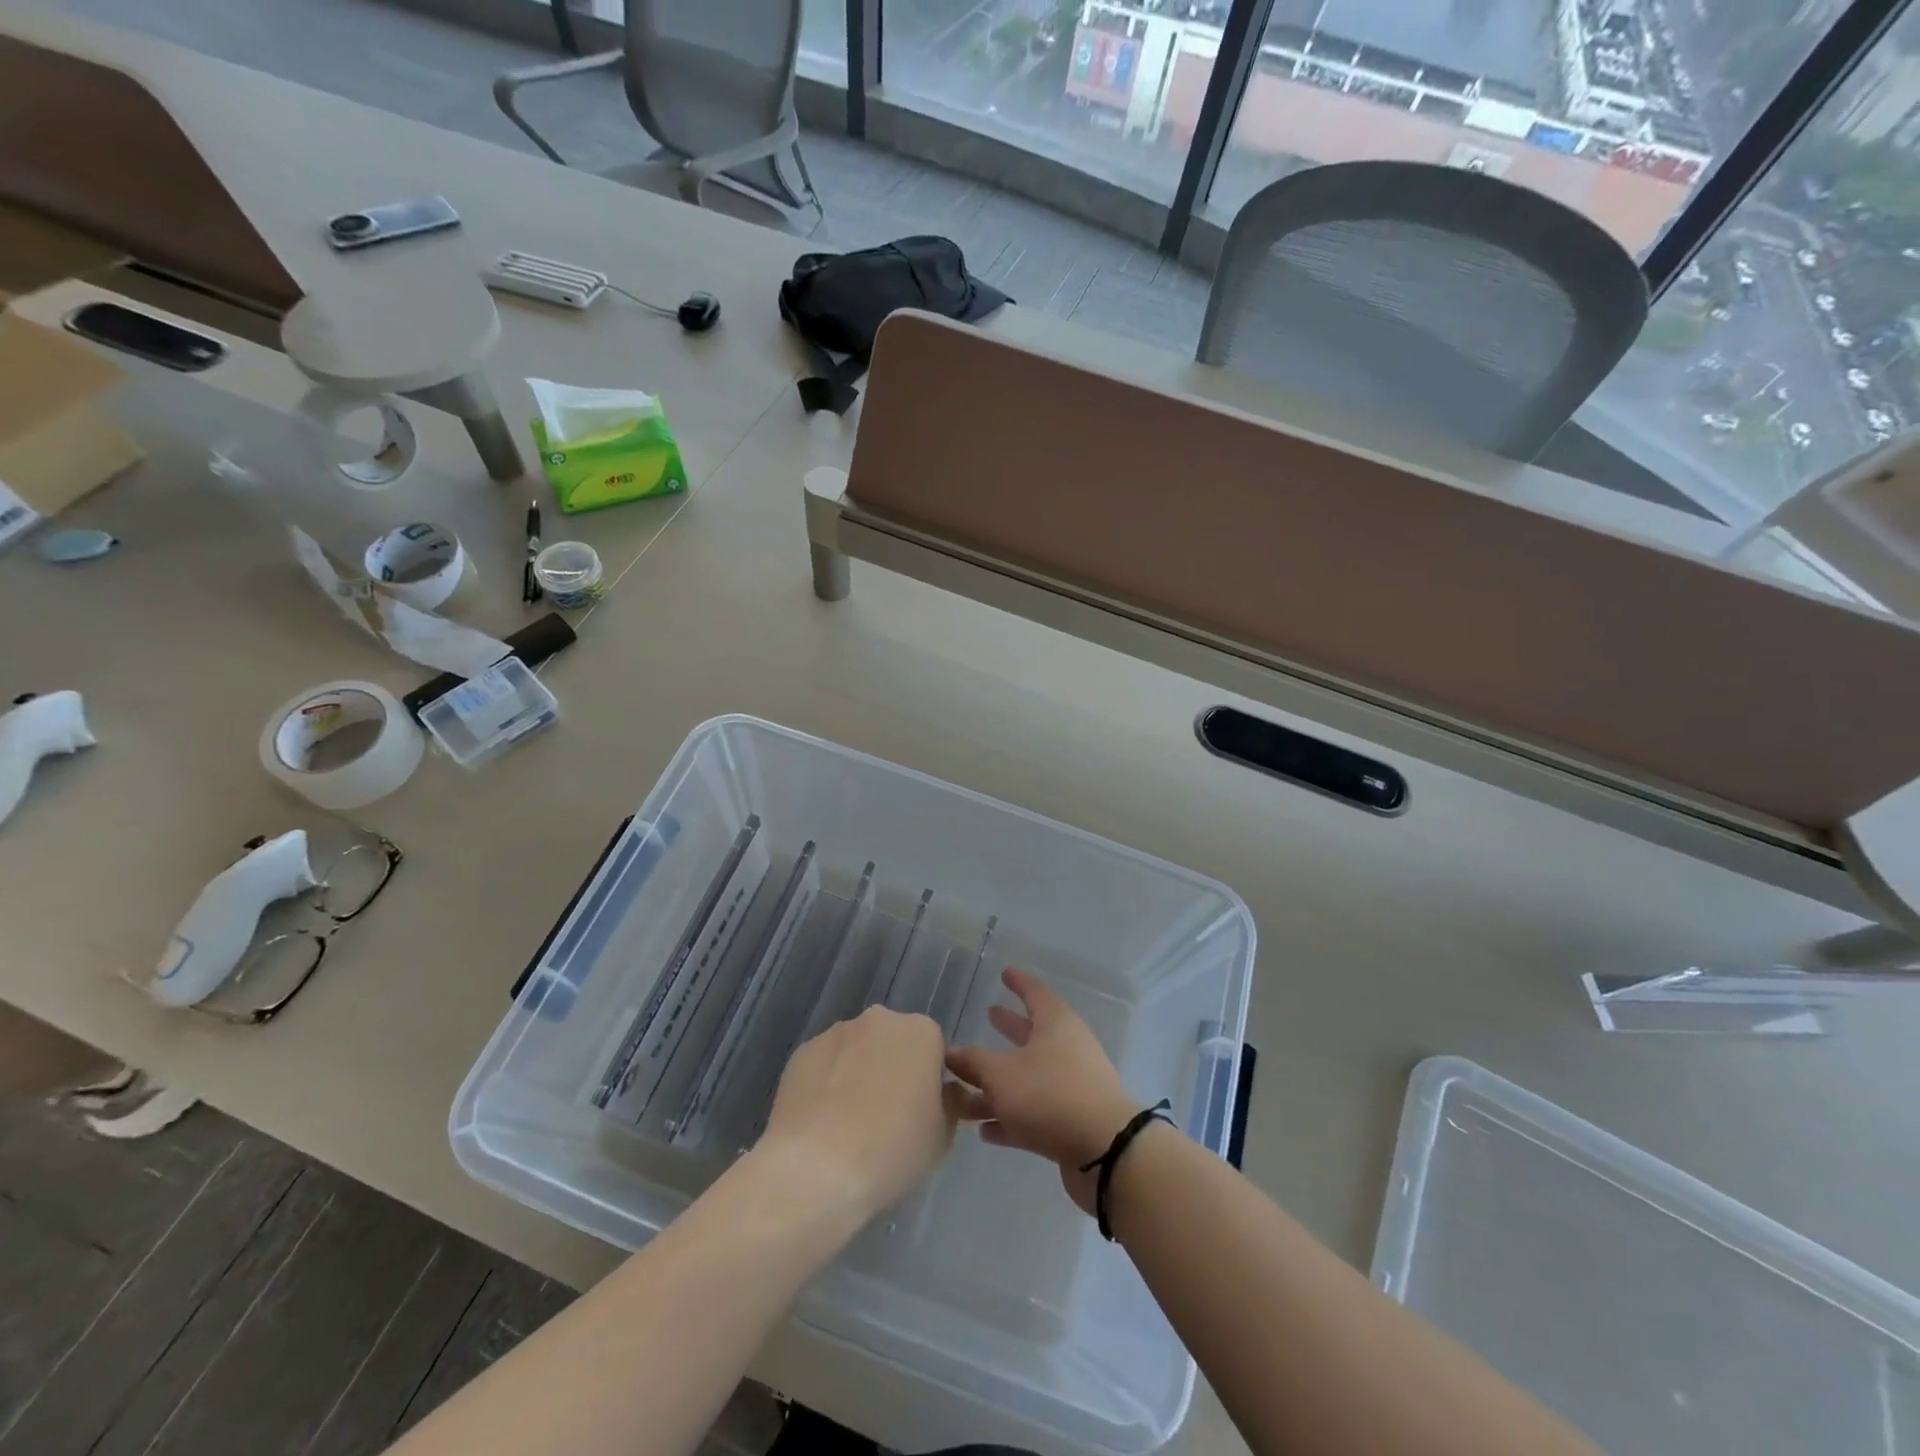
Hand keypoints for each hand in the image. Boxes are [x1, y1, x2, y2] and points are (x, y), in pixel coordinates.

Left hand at [756, 1006, 959, 1225]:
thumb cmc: (891, 1149)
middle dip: (893, 1071)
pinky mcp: (801, 1052)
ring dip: (858, 1075)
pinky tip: (821, 1124)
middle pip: (893, 1043)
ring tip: (849, 1126)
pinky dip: (826, 1085)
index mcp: (921, 1032)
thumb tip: (943, 1093)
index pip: (934, 1050)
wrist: (815, 1167)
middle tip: (888, 1119)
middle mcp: (879, 1020)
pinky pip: (825, 1066)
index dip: (930, 1082)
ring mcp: (836, 1033)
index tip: (922, 1114)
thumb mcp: (942, 1136)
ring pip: (857, 1051)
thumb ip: (948, 1103)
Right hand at [945, 968, 1138, 1214]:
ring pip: (1028, 1078)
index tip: (1004, 973)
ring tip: (965, 1087)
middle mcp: (1066, 1049)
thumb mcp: (1001, 1075)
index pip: (1035, 992)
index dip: (1018, 982)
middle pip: (1032, 1034)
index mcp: (1055, 1024)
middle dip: (1009, 1027)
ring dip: (998, 1083)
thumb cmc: (1050, 1095)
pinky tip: (984, 1130)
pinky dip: (1010, 1117)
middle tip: (988, 1014)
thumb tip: (949, 1052)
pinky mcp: (1070, 1123)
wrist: (1104, 1151)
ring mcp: (1071, 1087)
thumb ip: (973, 1063)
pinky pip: (1033, 1113)